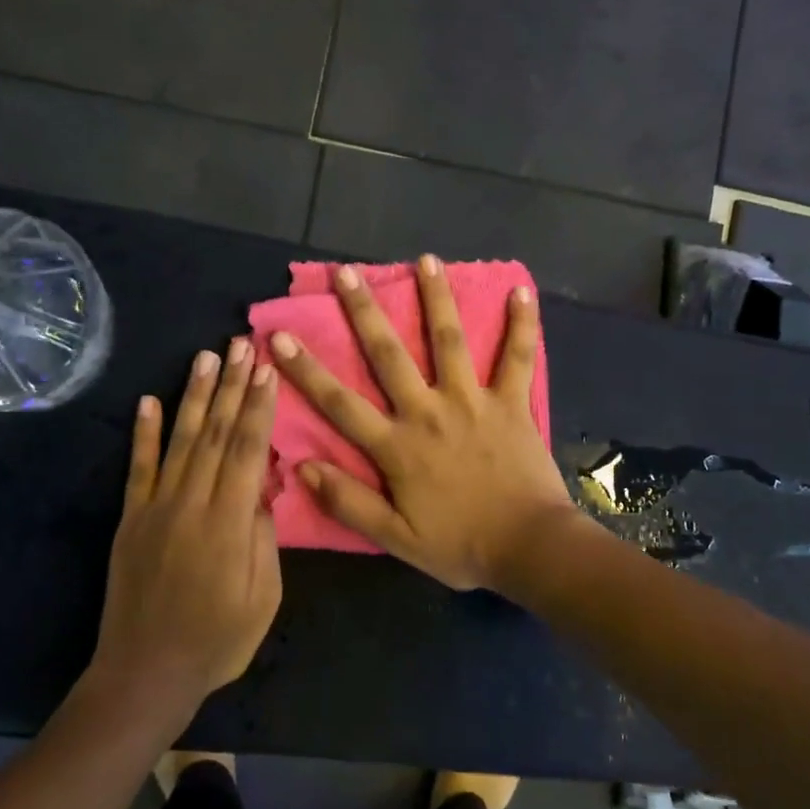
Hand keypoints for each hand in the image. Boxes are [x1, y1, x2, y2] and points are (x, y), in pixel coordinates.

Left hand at [91, 339, 281, 719]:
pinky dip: (143, 432)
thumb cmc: (218, 640)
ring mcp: (155, 508)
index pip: (248, 450)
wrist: (146, 672)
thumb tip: (265, 485)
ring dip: (194, 396)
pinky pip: (138, 468)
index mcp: (229, 522)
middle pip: (216, 434)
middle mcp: (191, 503)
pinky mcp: (131, 518)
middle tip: (242, 344)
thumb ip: (264, 536)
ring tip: (206, 356)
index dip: (259, 407)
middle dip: (232, 386)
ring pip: (180, 440)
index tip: (268, 370)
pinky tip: (149, 400)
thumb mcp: (264, 596)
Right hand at [269, 256, 575, 592]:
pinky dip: (522, 326)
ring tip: (425, 260)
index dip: (306, 370)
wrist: (529, 549)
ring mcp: (473, 402)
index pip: (340, 403)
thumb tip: (301, 467)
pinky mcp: (512, 403)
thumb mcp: (396, 538)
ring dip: (436, 299)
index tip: (280, 336)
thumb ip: (348, 502)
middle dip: (364, 312)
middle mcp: (429, 412)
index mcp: (398, 446)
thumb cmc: (460, 546)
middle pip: (389, 355)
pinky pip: (517, 359)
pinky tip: (521, 292)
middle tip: (346, 272)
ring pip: (450, 341)